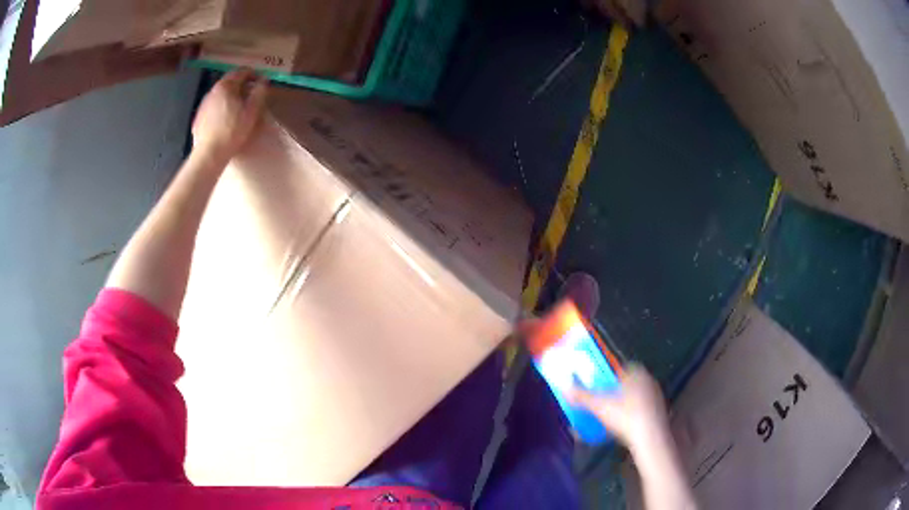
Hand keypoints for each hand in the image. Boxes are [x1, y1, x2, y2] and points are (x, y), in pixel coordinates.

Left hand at [191, 69, 267, 162]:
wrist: (209, 154)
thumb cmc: (233, 131)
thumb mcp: (252, 111)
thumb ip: (259, 92)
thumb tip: (263, 81)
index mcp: (226, 86)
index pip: (242, 71)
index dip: (253, 73)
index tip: (260, 81)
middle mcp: (213, 91)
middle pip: (229, 81)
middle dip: (241, 84)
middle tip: (250, 94)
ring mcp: (203, 104)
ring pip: (220, 94)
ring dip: (230, 96)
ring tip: (237, 107)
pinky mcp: (199, 117)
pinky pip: (212, 106)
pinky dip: (220, 107)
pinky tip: (224, 119)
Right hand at [568, 365, 672, 453]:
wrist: (650, 438)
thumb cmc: (626, 417)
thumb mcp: (599, 407)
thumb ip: (582, 397)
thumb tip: (565, 387)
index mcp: (637, 374)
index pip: (623, 368)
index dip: (611, 376)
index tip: (600, 386)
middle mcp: (649, 381)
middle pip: (629, 383)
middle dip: (616, 392)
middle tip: (603, 402)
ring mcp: (657, 397)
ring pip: (636, 398)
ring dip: (624, 405)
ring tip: (611, 417)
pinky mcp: (660, 413)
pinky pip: (643, 410)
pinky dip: (633, 416)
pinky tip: (624, 428)